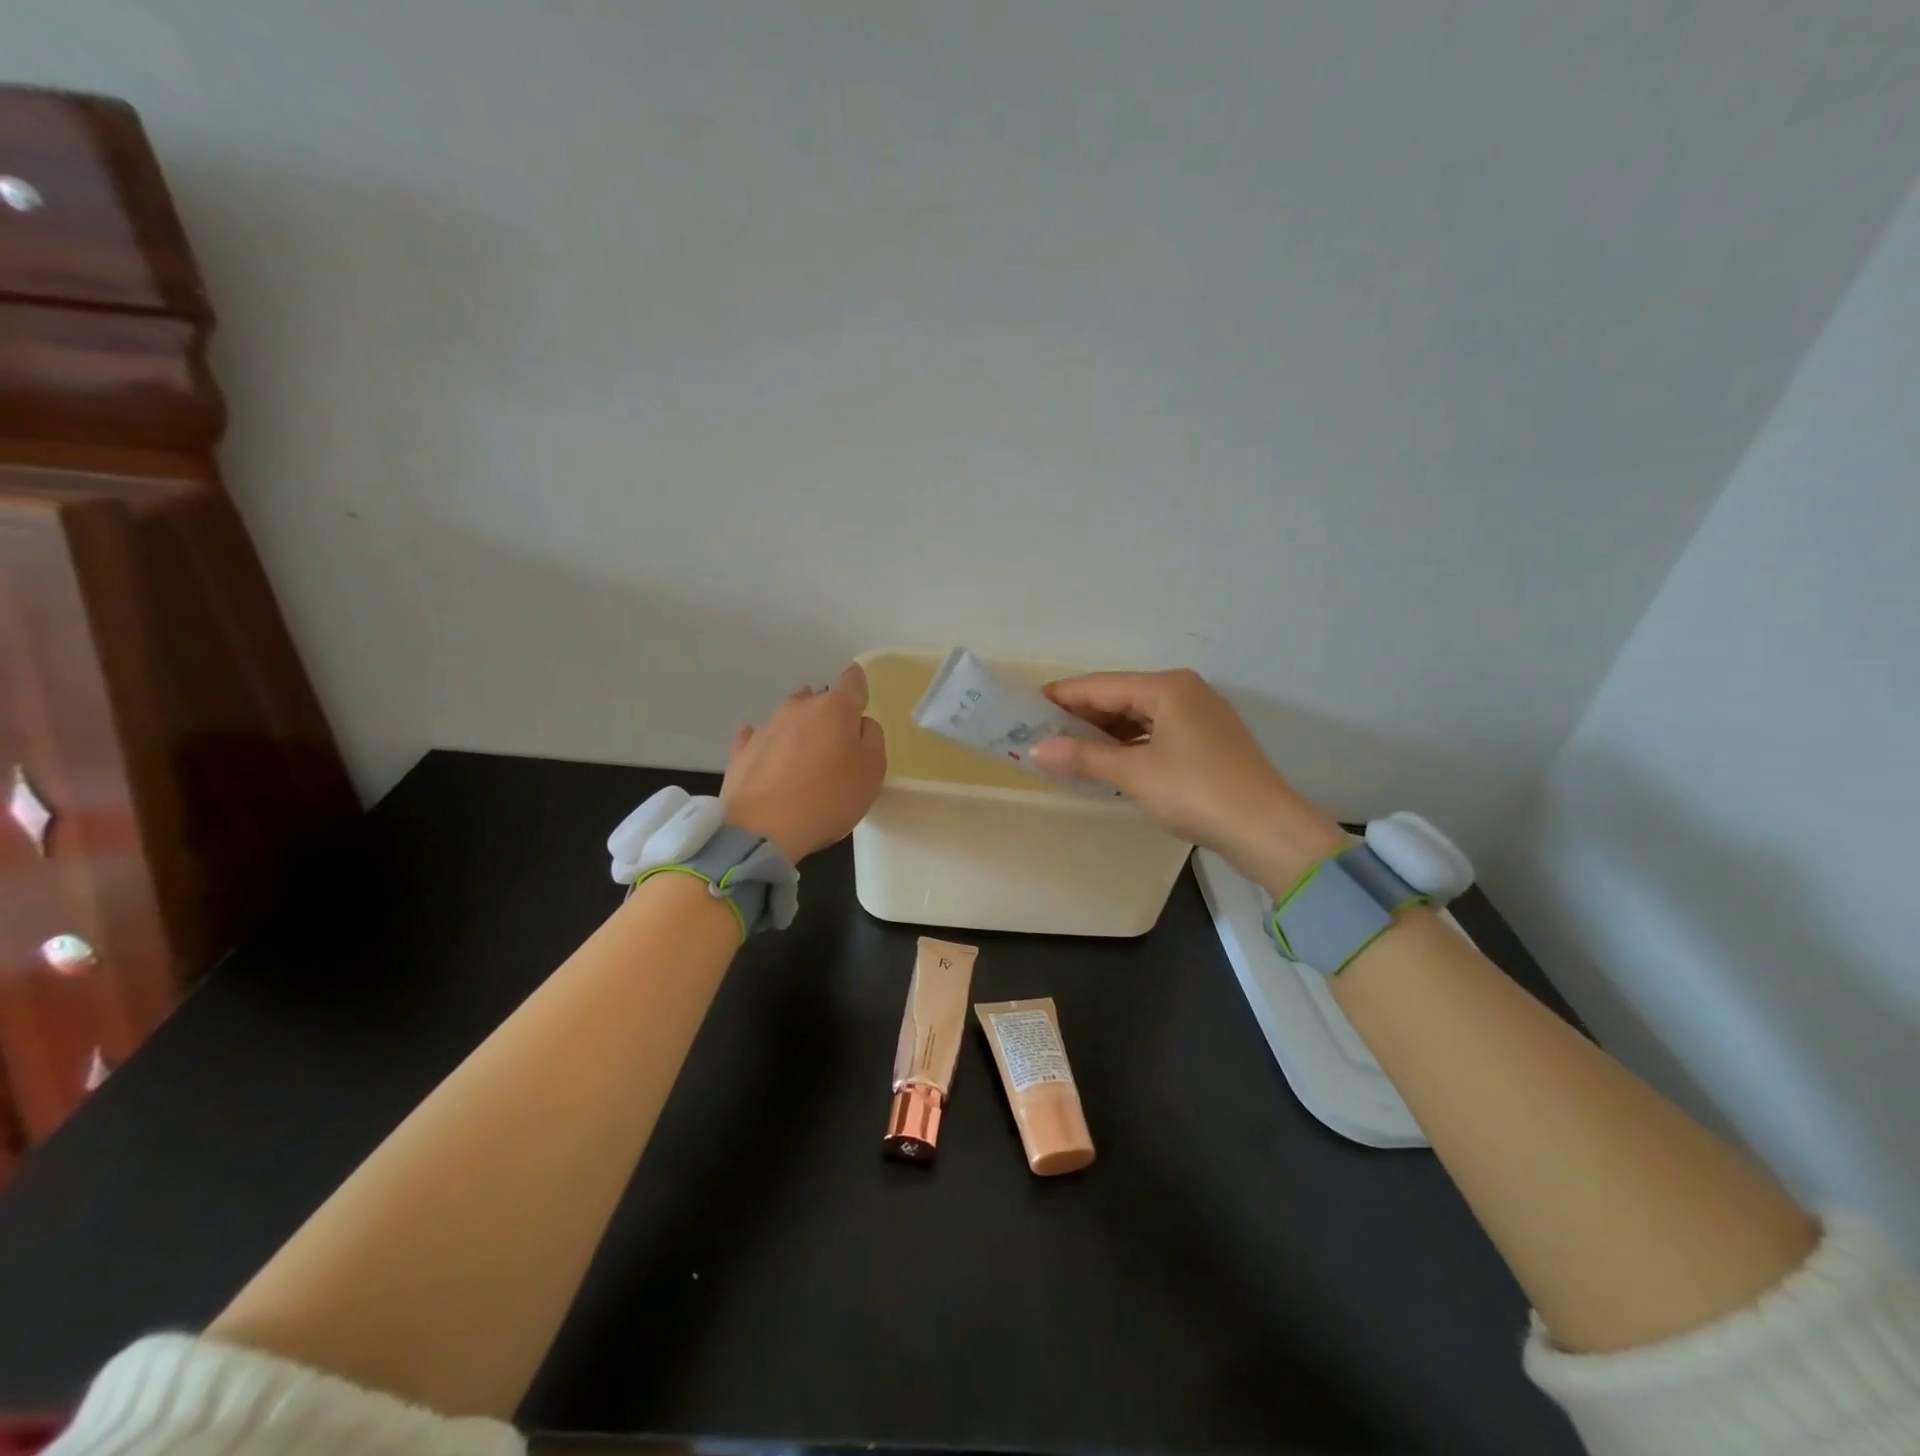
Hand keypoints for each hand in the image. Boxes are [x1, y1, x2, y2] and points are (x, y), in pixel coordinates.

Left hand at [720, 663, 886, 861]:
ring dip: (800, 728)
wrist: (763, 828)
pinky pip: (758, 738)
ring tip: (807, 749)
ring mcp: (766, 728)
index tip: (859, 688)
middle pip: (818, 700)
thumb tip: (860, 723)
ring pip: (789, 717)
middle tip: (837, 738)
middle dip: (828, 713)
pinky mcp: (742, 752)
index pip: (852, 682)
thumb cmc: (830, 797)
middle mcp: (799, 708)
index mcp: (836, 709)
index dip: (858, 682)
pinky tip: (767, 751)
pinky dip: (767, 742)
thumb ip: (872, 739)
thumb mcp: (873, 771)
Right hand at [1032, 669, 1345, 892]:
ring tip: (1067, 748)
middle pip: (1120, 697)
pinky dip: (1129, 746)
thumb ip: (1083, 757)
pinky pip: (1155, 734)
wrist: (1266, 829)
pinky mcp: (1207, 743)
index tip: (1026, 707)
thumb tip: (1036, 750)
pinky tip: (1108, 762)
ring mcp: (1200, 717)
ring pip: (1139, 717)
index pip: (1101, 685)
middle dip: (1081, 716)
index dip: (1062, 696)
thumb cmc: (1196, 791)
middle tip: (1041, 732)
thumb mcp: (1134, 773)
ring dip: (1104, 733)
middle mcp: (1185, 692)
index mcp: (1167, 687)